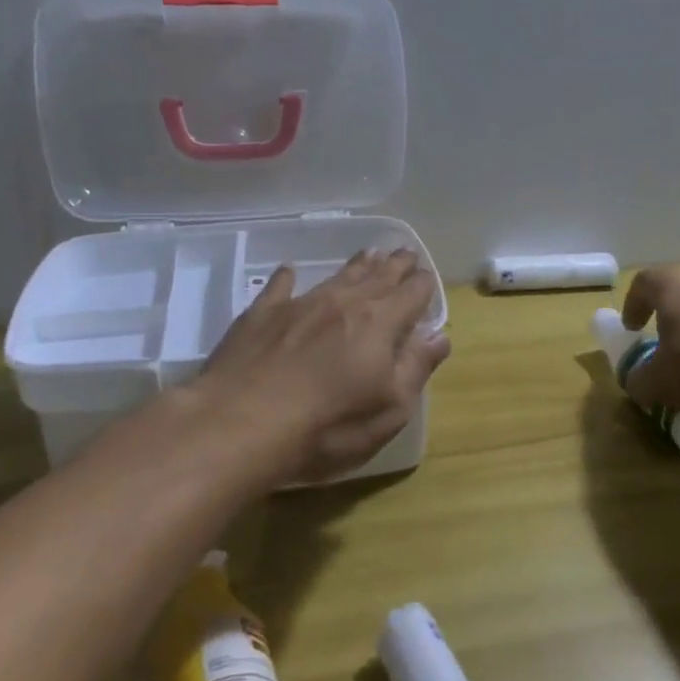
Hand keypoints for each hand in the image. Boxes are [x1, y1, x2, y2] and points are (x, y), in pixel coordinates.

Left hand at [199, 250, 451, 482]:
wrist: (240, 423)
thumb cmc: (327, 427)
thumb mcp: (388, 410)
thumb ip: (415, 368)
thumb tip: (438, 336)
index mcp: (380, 324)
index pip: (411, 294)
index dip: (423, 285)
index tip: (427, 279)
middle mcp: (343, 303)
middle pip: (377, 277)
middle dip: (395, 266)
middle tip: (405, 253)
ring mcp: (300, 305)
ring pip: (336, 276)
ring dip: (356, 265)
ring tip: (369, 254)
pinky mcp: (261, 315)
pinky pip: (280, 287)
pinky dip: (287, 277)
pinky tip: (288, 271)